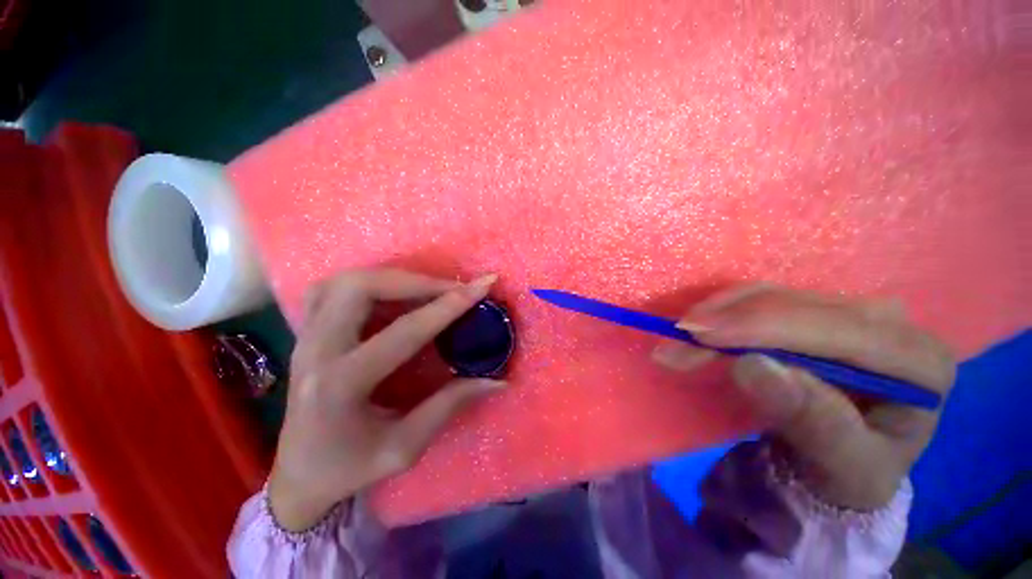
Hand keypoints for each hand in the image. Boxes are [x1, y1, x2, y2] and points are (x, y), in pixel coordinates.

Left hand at [269, 269, 503, 531]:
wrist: (296, 476)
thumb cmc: (348, 469)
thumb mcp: (404, 448)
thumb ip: (450, 406)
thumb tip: (496, 382)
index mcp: (340, 385)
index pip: (405, 331)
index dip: (449, 306)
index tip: (482, 286)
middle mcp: (316, 351)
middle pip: (361, 288)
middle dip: (416, 281)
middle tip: (452, 288)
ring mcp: (304, 338)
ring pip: (345, 281)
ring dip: (393, 278)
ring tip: (428, 288)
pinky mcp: (305, 333)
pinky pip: (332, 288)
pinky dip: (369, 282)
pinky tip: (391, 293)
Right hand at [652, 283, 955, 509]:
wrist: (840, 464)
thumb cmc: (851, 473)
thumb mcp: (843, 466)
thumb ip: (812, 421)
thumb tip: (752, 366)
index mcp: (920, 362)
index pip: (839, 330)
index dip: (763, 327)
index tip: (700, 336)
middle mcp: (890, 324)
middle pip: (799, 305)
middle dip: (731, 320)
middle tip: (678, 338)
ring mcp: (849, 312)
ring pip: (772, 295)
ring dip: (718, 314)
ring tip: (679, 336)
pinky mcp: (813, 313)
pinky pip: (760, 300)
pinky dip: (722, 312)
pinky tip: (697, 325)